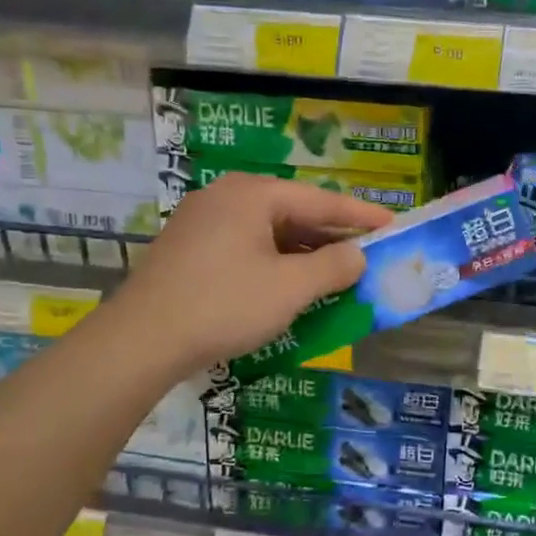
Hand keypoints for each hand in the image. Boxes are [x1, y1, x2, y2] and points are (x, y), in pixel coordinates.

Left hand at [110, 171, 393, 374]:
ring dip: (304, 253)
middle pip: (293, 212)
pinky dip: (275, 262)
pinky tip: (291, 285)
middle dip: (331, 236)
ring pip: (268, 232)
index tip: (393, 224)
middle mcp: (226, 197)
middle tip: (368, 252)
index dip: (361, 216)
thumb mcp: (290, 288)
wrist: (142, 340)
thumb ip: (333, 267)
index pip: (321, 200)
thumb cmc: (224, 305)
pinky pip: (246, 247)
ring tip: (336, 272)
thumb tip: (358, 256)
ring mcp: (202, 222)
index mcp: (253, 195)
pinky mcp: (189, 249)